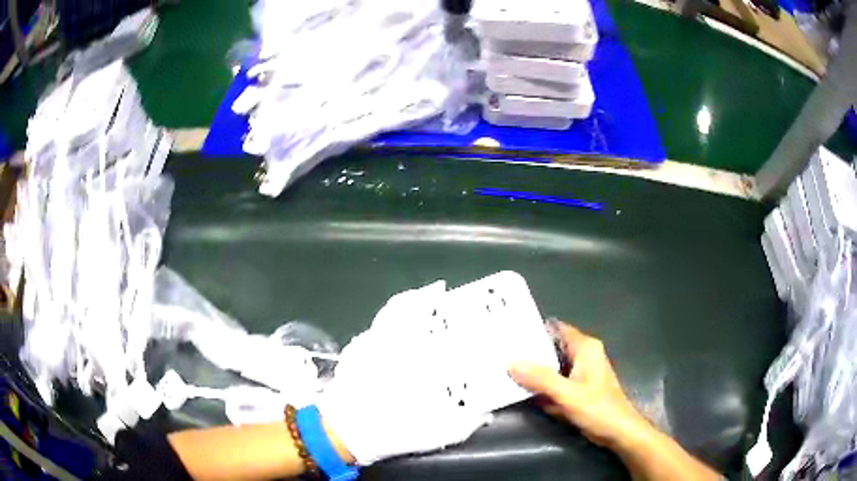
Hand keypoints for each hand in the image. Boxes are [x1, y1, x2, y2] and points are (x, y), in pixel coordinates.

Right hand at [508, 322, 648, 449]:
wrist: (617, 432)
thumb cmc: (597, 408)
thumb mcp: (567, 394)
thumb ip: (539, 379)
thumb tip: (510, 363)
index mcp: (585, 348)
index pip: (556, 329)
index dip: (533, 330)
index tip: (508, 333)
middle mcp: (583, 356)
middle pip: (551, 348)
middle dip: (529, 353)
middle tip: (500, 353)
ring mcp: (580, 373)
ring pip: (551, 367)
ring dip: (533, 371)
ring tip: (503, 369)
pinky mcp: (576, 389)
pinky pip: (554, 382)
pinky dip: (540, 386)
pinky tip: (518, 389)